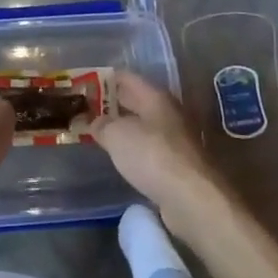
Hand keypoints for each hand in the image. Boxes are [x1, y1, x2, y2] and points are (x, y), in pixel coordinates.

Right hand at [92, 72, 229, 236]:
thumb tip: (96, 122)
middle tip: (86, 109)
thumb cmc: (152, 155)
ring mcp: (176, 140)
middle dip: (112, 104)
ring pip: (143, 127)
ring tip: (99, 133)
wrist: (192, 199)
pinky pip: (149, 150)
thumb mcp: (117, 135)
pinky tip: (121, 158)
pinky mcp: (178, 166)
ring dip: (123, 128)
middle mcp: (168, 113)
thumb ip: (102, 125)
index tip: (85, 84)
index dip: (105, 78)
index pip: (127, 78)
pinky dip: (134, 150)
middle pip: (136, 101)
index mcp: (156, 97)